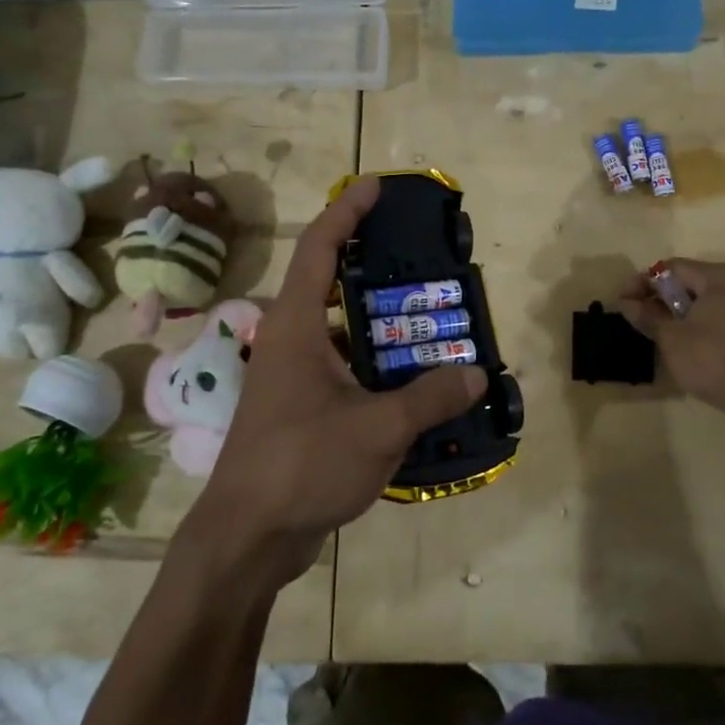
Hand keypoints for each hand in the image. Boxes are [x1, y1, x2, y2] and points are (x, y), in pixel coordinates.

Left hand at [185, 176, 487, 588]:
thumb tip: (477, 374)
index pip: (319, 248)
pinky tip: (413, 378)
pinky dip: (376, 363)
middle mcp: (289, 341)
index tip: (375, 186)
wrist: (247, 538)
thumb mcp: (377, 428)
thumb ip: (429, 397)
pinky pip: (343, 367)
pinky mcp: (300, 408)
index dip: (346, 211)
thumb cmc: (302, 465)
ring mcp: (291, 377)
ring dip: (380, 321)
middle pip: (330, 283)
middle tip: (421, 258)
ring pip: (340, 330)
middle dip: (373, 264)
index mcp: (295, 327)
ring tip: (430, 318)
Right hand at [620, 258, 724, 413]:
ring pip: (707, 300)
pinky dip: (700, 323)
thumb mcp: (671, 337)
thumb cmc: (712, 357)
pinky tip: (685, 342)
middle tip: (637, 315)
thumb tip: (627, 303)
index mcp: (720, 275)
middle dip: (661, 297)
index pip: (672, 268)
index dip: (643, 282)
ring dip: (679, 311)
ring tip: (657, 330)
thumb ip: (647, 316)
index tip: (622, 300)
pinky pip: (722, 316)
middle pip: (691, 281)